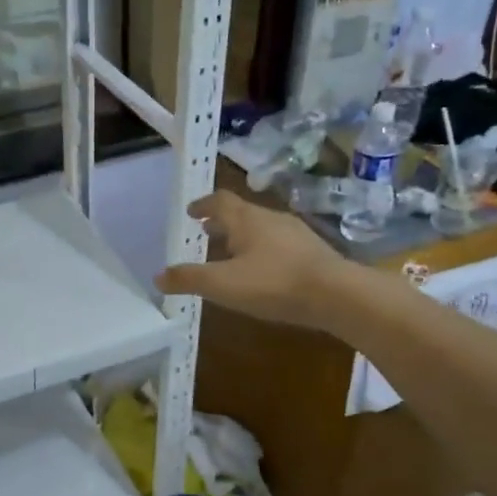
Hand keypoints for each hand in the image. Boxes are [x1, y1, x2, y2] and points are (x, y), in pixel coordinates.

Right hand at [154, 191, 350, 330]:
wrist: (338, 295)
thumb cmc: (274, 283)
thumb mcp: (223, 285)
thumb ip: (189, 279)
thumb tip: (158, 276)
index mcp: (246, 219)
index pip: (219, 200)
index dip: (203, 204)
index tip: (191, 212)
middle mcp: (271, 218)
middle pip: (241, 212)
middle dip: (221, 222)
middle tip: (206, 233)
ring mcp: (296, 234)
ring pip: (262, 228)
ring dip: (243, 237)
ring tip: (231, 254)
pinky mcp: (314, 252)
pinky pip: (280, 245)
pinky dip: (264, 251)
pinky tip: (264, 272)